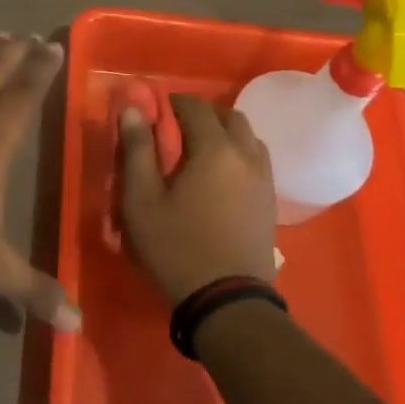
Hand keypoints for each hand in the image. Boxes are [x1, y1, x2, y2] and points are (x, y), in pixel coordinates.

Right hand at [119, 94, 276, 304]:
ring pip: (248, 138)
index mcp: (215, 150)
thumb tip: (133, 109)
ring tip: (201, 152)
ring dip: (226, 134)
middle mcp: (246, 155)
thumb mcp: (143, 201)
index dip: (175, 102)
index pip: (196, 107)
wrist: (228, 301)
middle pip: (230, 117)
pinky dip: (240, 154)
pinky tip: (222, 177)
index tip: (157, 110)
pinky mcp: (270, 201)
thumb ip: (137, 150)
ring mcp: (264, 179)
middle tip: (179, 130)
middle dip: (204, 115)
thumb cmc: (177, 248)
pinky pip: (257, 161)